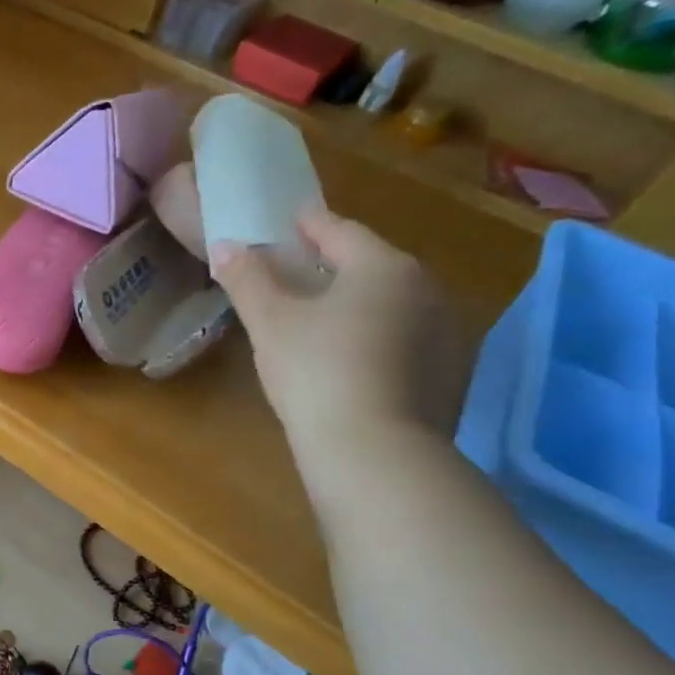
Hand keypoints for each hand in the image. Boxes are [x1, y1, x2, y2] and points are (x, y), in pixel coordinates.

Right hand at [211, 208, 469, 506]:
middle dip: (334, 265)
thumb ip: (247, 279)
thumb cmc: (317, 372)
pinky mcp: (450, 375)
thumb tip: (225, 245)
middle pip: (371, 266)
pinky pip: (404, 341)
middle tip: (297, 272)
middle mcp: (426, 290)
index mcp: (384, 267)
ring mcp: (446, 334)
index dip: (308, 225)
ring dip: (358, 303)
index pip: (340, 231)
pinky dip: (376, 339)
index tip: (288, 221)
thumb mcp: (270, 323)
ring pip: (391, 305)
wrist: (375, 453)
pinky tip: (350, 361)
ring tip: (321, 319)